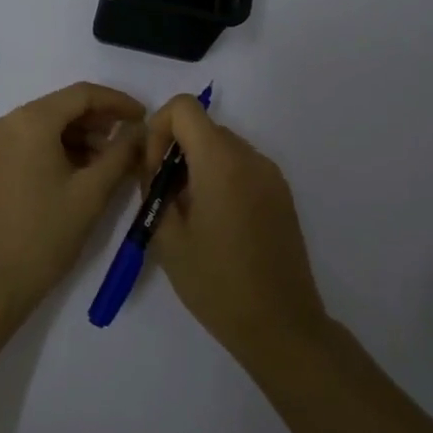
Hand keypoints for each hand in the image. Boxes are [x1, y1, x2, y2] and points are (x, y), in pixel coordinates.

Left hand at [0, 82, 146, 325]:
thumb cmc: (44, 236)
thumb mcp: (91, 194)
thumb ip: (120, 154)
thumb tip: (138, 130)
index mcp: (29, 121)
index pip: (82, 94)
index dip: (117, 102)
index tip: (144, 117)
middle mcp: (4, 122)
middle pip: (61, 107)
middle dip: (98, 121)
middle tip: (129, 142)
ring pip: (44, 125)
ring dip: (78, 137)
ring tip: (108, 163)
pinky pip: (28, 142)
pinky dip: (56, 149)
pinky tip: (78, 171)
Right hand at [143, 95, 329, 366]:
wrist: (281, 325)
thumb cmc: (217, 283)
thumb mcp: (168, 238)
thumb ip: (153, 189)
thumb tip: (150, 164)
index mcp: (220, 162)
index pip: (184, 107)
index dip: (159, 128)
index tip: (154, 169)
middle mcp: (250, 157)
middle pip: (203, 127)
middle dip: (175, 150)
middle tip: (164, 196)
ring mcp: (271, 174)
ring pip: (222, 146)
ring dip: (197, 164)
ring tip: (188, 213)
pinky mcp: (281, 193)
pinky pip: (242, 166)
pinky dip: (220, 176)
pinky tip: (216, 221)